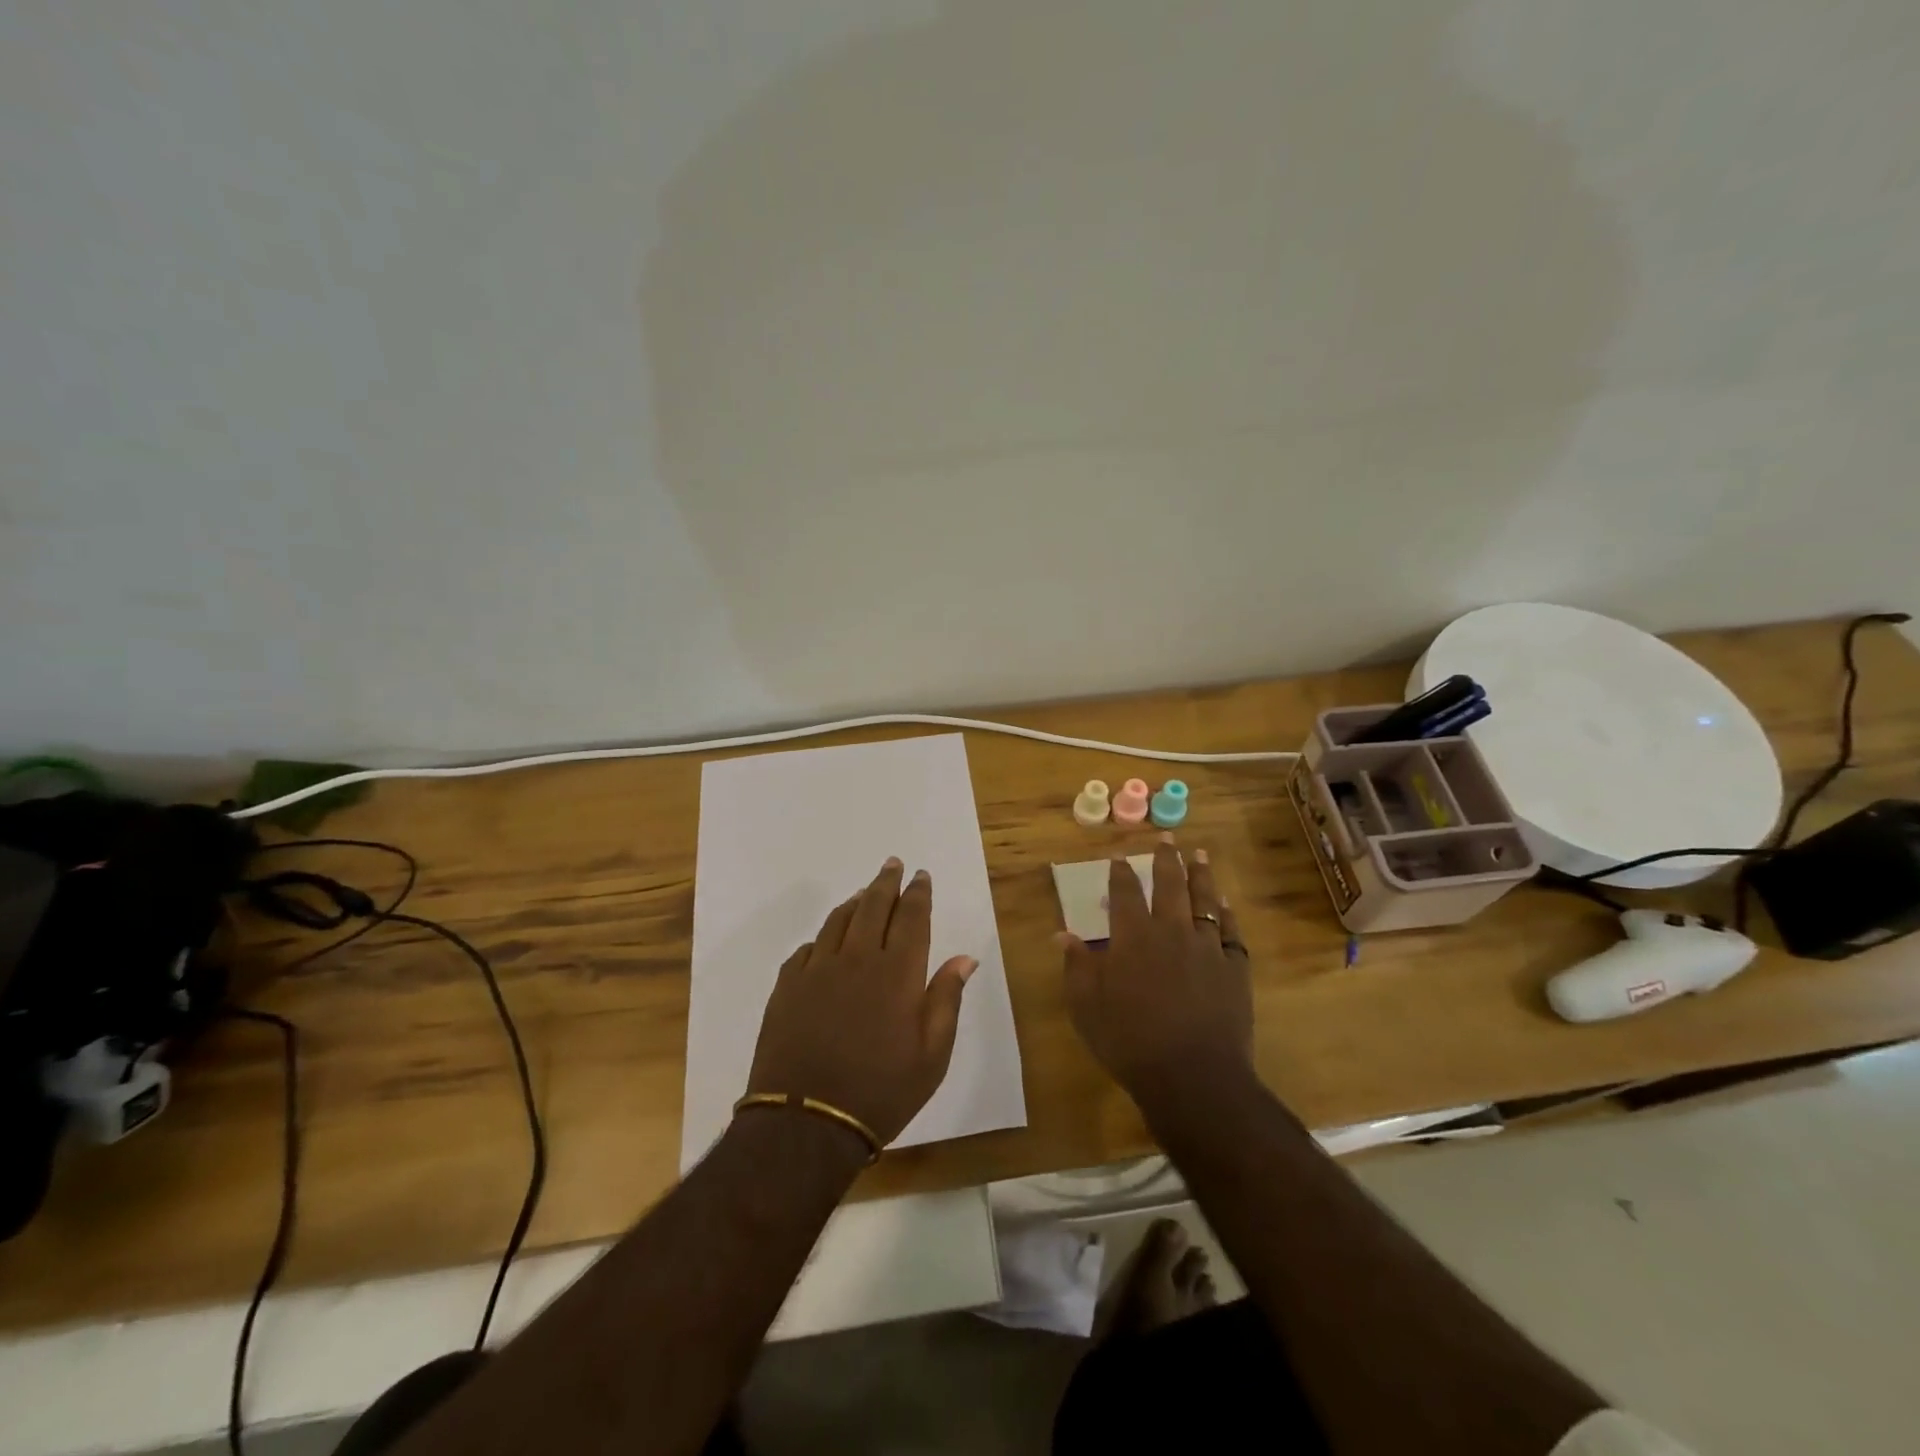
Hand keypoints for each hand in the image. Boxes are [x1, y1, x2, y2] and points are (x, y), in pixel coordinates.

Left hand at [747, 858, 977, 1146]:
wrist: (806, 1123)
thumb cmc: (881, 1091)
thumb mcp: (932, 1055)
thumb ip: (946, 1000)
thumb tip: (964, 958)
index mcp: (897, 972)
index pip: (912, 918)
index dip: (918, 893)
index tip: (921, 875)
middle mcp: (857, 958)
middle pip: (873, 906)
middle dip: (886, 882)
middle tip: (893, 864)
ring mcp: (817, 970)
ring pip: (838, 921)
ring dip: (855, 902)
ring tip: (864, 892)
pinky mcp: (787, 987)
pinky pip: (807, 949)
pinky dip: (823, 937)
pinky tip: (826, 941)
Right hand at [1058, 835, 1253, 1103]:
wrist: (1194, 1077)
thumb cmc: (1131, 1041)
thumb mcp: (1087, 1007)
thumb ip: (1077, 966)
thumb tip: (1062, 934)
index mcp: (1133, 937)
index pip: (1125, 893)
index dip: (1121, 873)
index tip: (1120, 856)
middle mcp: (1171, 931)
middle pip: (1170, 885)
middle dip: (1166, 859)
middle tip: (1167, 838)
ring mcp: (1207, 948)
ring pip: (1204, 900)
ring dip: (1200, 875)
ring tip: (1198, 855)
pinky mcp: (1234, 968)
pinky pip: (1231, 931)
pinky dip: (1227, 914)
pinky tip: (1225, 905)